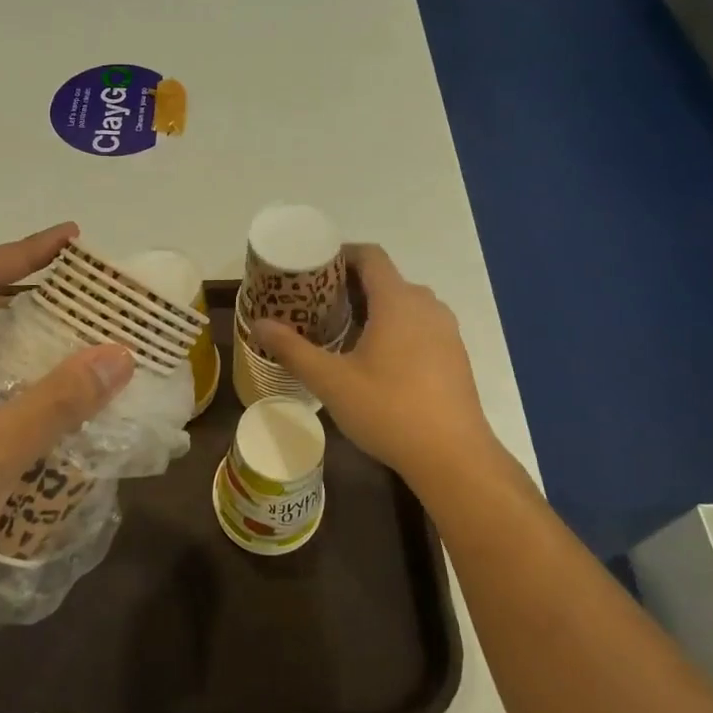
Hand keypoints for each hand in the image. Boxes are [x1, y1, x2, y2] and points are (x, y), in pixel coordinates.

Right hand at [254, 245, 501, 492]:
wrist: (454, 457)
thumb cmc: (388, 410)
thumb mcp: (331, 382)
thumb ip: (293, 349)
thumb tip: (258, 324)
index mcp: (397, 300)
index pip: (370, 255)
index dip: (340, 255)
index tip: (312, 270)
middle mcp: (426, 305)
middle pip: (385, 279)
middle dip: (350, 287)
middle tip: (315, 306)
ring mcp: (446, 330)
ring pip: (404, 304)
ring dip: (373, 309)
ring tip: (341, 332)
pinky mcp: (455, 355)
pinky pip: (420, 326)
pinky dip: (395, 329)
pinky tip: (375, 361)